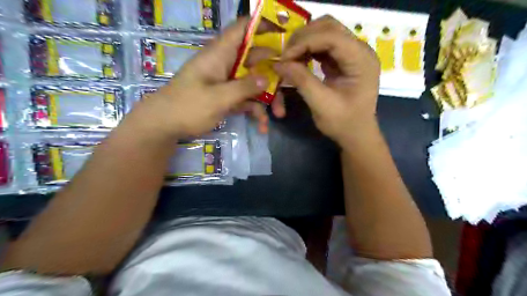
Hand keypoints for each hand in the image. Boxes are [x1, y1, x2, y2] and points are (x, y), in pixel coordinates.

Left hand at [130, 18, 271, 138]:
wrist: (165, 125)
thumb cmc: (187, 106)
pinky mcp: (227, 97)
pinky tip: (262, 126)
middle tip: (289, 87)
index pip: (242, 29)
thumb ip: (243, 87)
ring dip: (267, 99)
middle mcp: (226, 65)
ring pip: (254, 83)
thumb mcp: (217, 98)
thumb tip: (266, 79)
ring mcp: (227, 82)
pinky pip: (246, 100)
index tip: (284, 33)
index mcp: (220, 54)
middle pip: (256, 61)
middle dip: (274, 75)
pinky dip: (255, 111)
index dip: (262, 26)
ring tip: (278, 116)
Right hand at [274, 15, 380, 144]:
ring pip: (325, 32)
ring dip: (305, 42)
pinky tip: (299, 60)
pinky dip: (308, 50)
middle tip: (286, 55)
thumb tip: (279, 63)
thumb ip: (301, 80)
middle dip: (303, 37)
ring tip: (290, 58)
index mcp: (361, 60)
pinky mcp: (344, 60)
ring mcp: (352, 53)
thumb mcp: (321, 104)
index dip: (304, 42)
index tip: (284, 58)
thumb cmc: (343, 123)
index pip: (331, 36)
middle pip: (329, 26)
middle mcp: (360, 50)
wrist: (356, 135)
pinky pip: (323, 45)